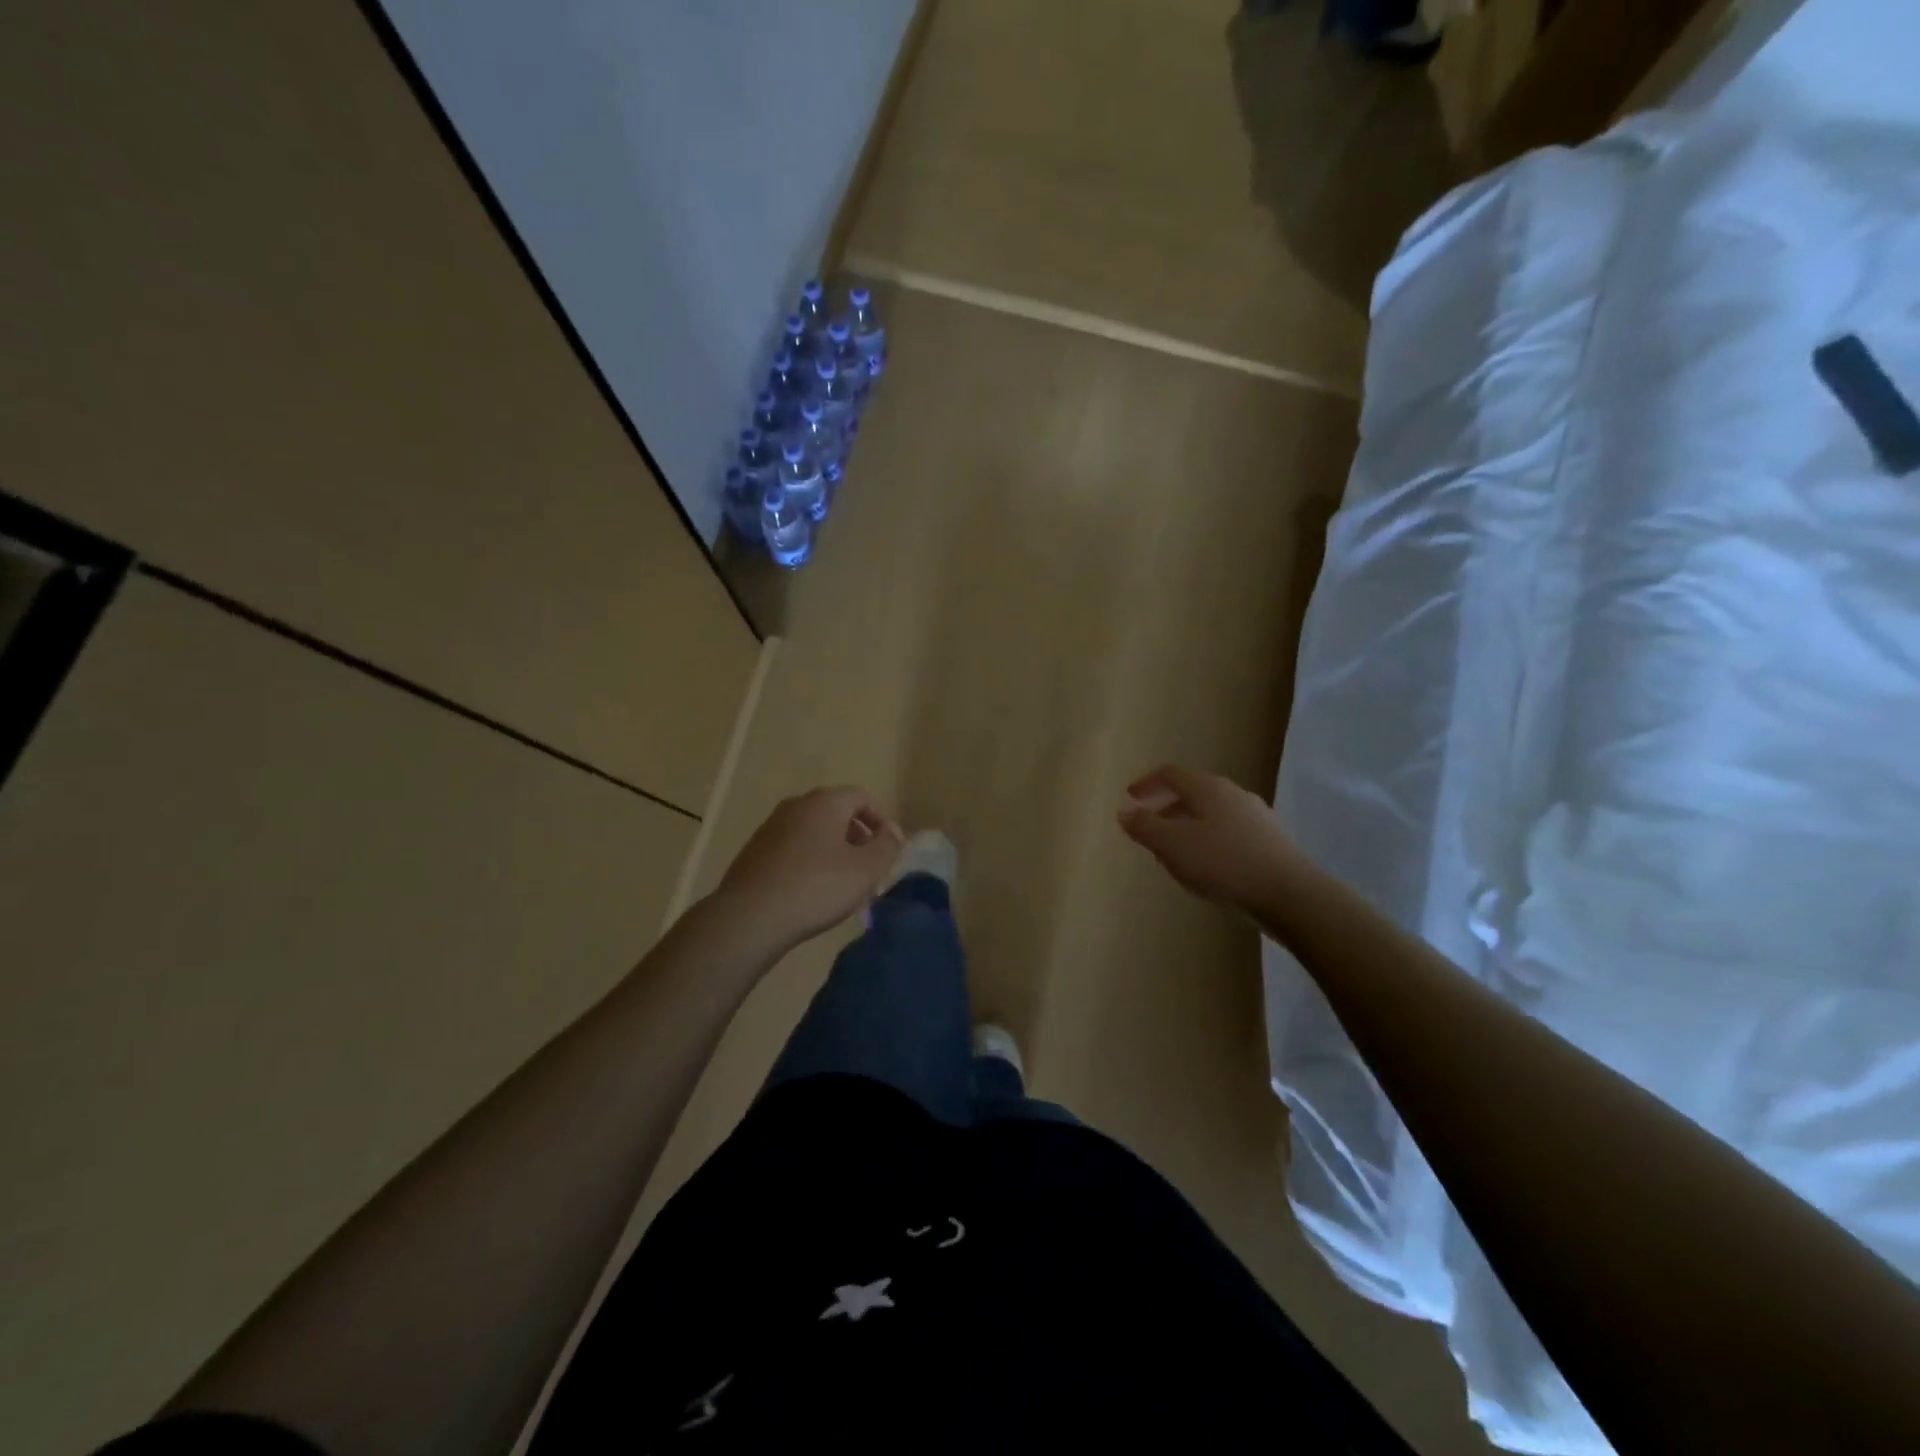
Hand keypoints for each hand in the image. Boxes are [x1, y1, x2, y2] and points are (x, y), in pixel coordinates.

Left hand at [713, 787, 903, 949]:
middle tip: (868, 867)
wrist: (750, 917)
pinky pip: (793, 847)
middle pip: (836, 812)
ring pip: (814, 830)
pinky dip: (809, 860)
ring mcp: (771, 826)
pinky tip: (811, 891)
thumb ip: (886, 846)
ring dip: (833, 849)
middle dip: (857, 836)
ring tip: (842, 882)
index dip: (881, 820)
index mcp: (825, 802)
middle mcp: (796, 805)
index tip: (888, 849)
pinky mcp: (755, 851)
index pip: (862, 797)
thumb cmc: (816, 887)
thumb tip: (893, 831)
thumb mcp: (865, 869)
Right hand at [1117, 764, 1302, 914]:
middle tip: (1149, 830)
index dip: (1147, 783)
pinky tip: (1208, 868)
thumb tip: (1124, 812)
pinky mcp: (1270, 841)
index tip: (1130, 798)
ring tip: (1175, 854)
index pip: (1170, 773)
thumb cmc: (1223, 863)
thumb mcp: (1172, 845)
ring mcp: (1256, 816)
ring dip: (1187, 828)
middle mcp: (1233, 794)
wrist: (1289, 893)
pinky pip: (1229, 833)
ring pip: (1211, 814)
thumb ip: (1144, 827)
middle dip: (1166, 809)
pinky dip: (1209, 842)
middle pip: (1192, 793)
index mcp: (1207, 788)